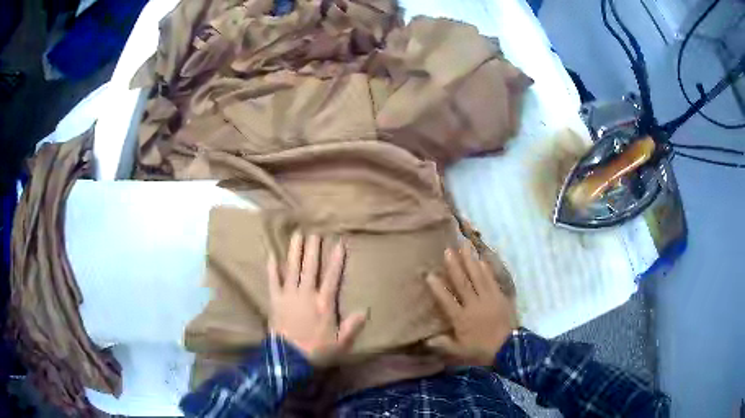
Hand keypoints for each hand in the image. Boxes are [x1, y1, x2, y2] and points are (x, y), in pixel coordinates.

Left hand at [268, 232, 367, 366]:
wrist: (289, 358)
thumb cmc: (317, 350)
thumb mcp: (341, 342)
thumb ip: (353, 326)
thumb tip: (366, 310)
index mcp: (324, 303)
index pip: (332, 277)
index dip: (336, 260)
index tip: (339, 244)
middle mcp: (306, 294)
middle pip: (311, 268)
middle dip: (313, 249)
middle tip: (315, 233)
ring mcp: (289, 295)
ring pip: (293, 269)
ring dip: (295, 252)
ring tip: (297, 236)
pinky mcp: (275, 300)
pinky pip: (273, 281)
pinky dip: (272, 268)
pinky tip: (271, 255)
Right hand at [425, 244, 517, 366]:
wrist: (509, 348)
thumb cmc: (482, 350)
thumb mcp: (459, 352)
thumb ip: (443, 344)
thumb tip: (426, 339)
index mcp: (462, 318)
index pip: (446, 300)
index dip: (437, 288)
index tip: (429, 274)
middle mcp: (474, 305)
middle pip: (463, 283)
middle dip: (455, 266)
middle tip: (448, 250)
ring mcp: (488, 299)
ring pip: (478, 277)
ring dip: (471, 261)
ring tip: (465, 246)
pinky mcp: (500, 296)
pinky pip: (492, 279)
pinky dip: (487, 268)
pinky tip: (482, 259)